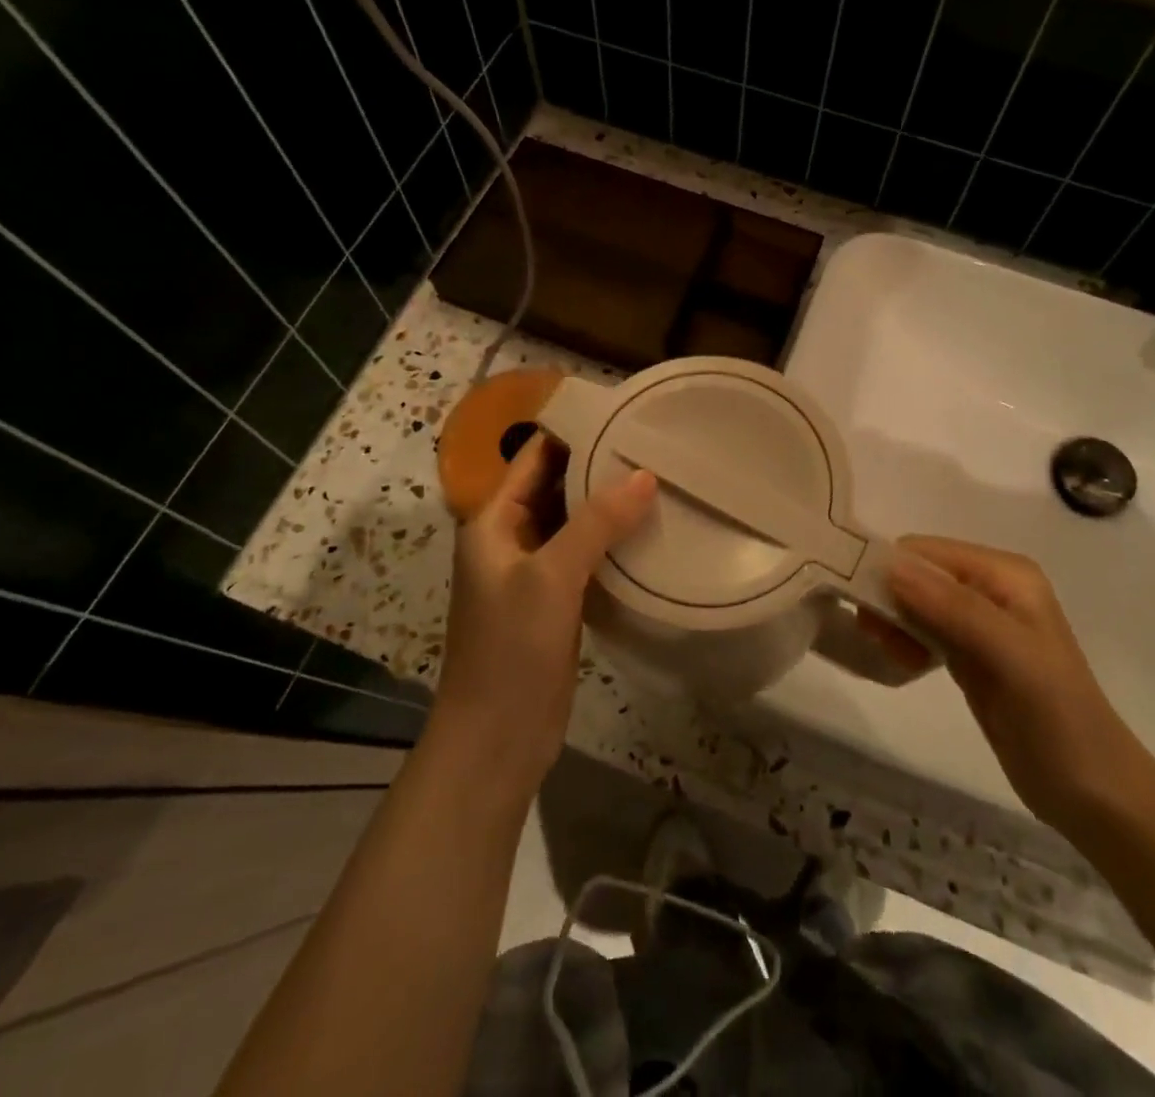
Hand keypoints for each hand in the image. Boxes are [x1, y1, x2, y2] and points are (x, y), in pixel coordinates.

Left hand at [432, 435, 656, 797]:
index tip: (622, 414)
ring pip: (573, 521)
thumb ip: (596, 523)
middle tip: (654, 444)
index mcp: (493, 521)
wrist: (495, 740)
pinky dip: (611, 540)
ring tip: (660, 478)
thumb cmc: (511, 651)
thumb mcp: (552, 578)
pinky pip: (585, 555)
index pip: (535, 457)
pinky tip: (649, 531)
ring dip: (607, 504)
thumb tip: (645, 474)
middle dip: (598, 466)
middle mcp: (511, 538)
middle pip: (556, 486)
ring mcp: (533, 571)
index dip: (573, 432)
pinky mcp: (555, 601)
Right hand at [885, 536, 1148, 830]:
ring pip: (915, 602)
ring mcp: (981, 622)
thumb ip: (953, 608)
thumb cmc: (1057, 717)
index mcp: (1005, 573)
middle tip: (874, 635)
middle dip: (889, 597)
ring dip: (894, 622)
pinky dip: (906, 641)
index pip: (926, 551)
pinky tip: (905, 664)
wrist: (1095, 793)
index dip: (890, 569)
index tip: (863, 606)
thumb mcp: (1009, 657)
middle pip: (918, 574)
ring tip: (894, 655)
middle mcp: (991, 588)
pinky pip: (923, 631)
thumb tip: (891, 567)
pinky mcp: (970, 654)